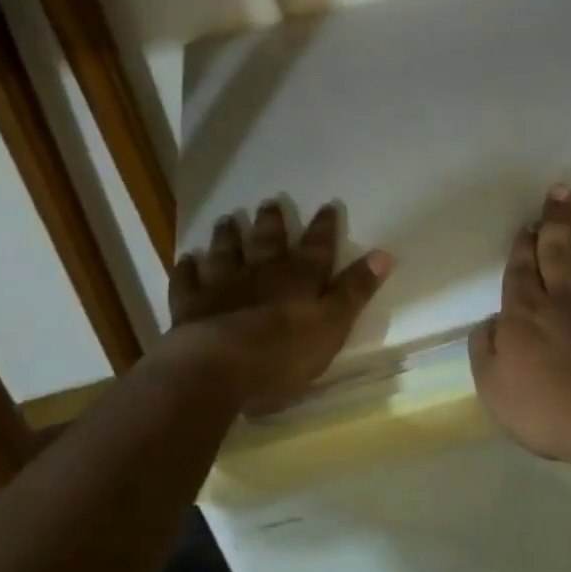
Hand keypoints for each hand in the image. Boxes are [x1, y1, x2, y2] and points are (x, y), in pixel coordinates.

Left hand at [168, 200, 391, 415]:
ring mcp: (223, 287)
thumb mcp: (332, 325)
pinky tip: (186, 260)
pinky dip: (187, 270)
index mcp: (299, 280)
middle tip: (268, 203)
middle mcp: (261, 274)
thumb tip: (384, 254)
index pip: (317, 249)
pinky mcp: (191, 307)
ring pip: (227, 254)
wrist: (219, 368)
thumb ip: (355, 291)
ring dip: (228, 237)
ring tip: (227, 220)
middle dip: (271, 223)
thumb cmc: (284, 353)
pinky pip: (188, 282)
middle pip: (267, 243)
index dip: (324, 228)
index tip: (327, 206)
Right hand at [469, 185, 570, 476]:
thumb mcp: (494, 388)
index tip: (528, 222)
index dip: (523, 244)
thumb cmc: (552, 411)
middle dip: (556, 219)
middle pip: (558, 250)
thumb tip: (491, 322)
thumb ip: (485, 349)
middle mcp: (568, 296)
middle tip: (558, 189)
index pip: (522, 269)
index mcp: (528, 312)